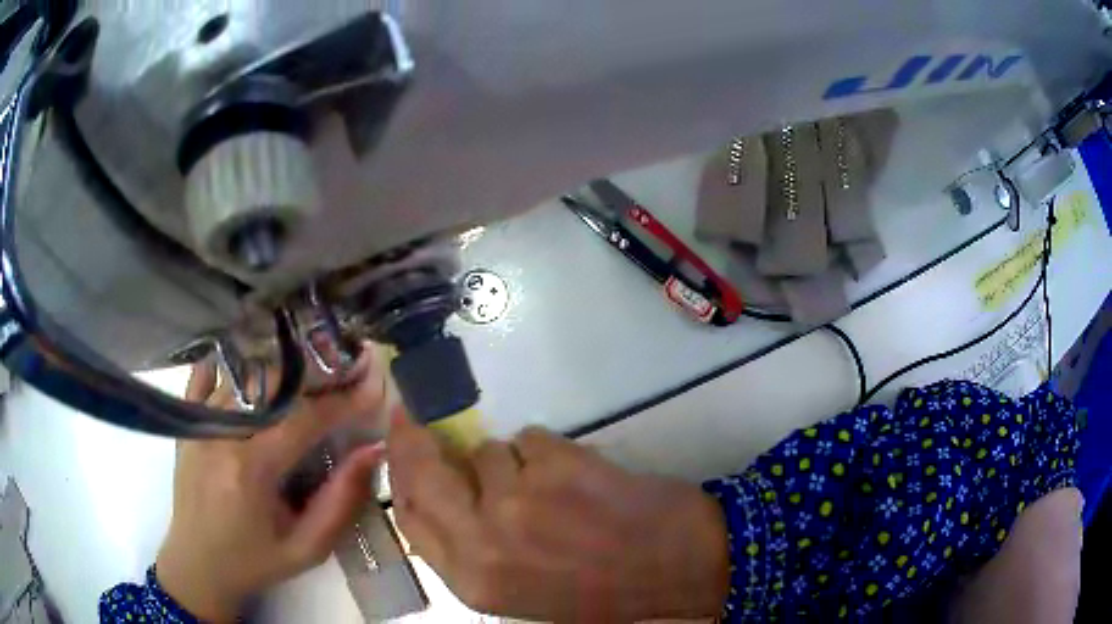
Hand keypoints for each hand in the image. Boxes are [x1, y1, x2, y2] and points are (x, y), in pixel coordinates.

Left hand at [156, 351, 387, 621]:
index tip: (373, 388)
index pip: (303, 419)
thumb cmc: (255, 562)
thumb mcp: (307, 549)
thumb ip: (340, 502)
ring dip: (282, 370)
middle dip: (317, 374)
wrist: (197, 566)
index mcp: (250, 470)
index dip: (343, 401)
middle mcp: (220, 434)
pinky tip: (255, 367)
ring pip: (244, 375)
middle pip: (273, 383)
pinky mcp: (187, 423)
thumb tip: (372, 452)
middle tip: (348, 372)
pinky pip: (206, 375)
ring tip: (313, 372)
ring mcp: (198, 423)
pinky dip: (233, 364)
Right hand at [387, 411, 729, 621]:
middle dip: (414, 440)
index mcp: (474, 581)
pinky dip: (546, 451)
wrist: (676, 565)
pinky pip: (528, 438)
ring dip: (510, 460)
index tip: (397, 445)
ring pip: (487, 451)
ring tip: (553, 488)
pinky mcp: (555, 465)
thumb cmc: (601, 585)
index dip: (400, 475)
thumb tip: (446, 488)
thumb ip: (475, 547)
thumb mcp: (522, 586)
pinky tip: (578, 478)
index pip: (409, 518)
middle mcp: (484, 543)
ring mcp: (517, 502)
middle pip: (424, 473)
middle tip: (412, 415)